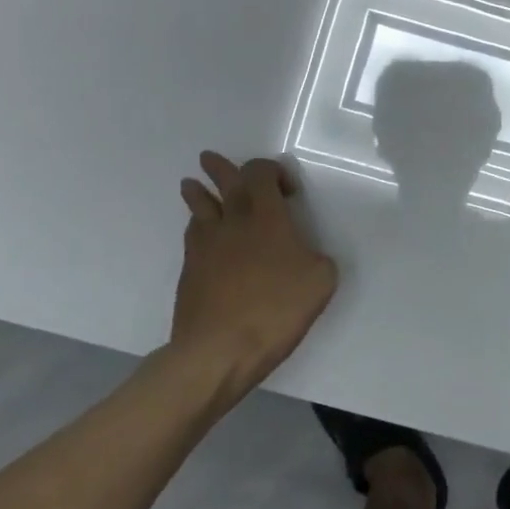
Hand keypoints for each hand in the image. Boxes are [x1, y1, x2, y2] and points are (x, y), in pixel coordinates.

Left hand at [172, 152, 337, 395]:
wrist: (218, 350)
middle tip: (209, 159)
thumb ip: (318, 259)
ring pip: (198, 207)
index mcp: (266, 216)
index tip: (287, 190)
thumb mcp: (320, 282)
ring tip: (191, 185)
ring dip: (197, 192)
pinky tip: (199, 233)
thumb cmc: (275, 309)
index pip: (260, 173)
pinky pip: (192, 236)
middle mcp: (232, 221)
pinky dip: (197, 226)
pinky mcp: (189, 271)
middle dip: (219, 168)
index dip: (271, 171)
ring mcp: (205, 246)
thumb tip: (307, 256)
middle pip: (222, 182)